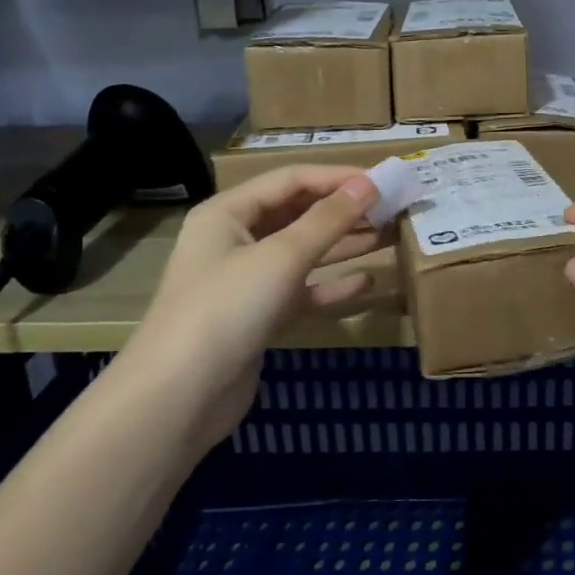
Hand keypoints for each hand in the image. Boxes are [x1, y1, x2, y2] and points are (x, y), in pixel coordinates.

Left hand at [113, 165, 384, 447]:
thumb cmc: (227, 309)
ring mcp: (247, 280)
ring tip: (390, 235)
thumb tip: (369, 184)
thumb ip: (328, 219)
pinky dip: (331, 284)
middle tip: (393, 208)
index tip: (385, 181)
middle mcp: (235, 239)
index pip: (291, 179)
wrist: (180, 397)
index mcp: (228, 212)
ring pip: (303, 251)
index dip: (338, 177)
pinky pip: (302, 290)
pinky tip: (367, 282)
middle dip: (344, 209)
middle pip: (298, 213)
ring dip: (344, 243)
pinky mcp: (259, 315)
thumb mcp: (281, 256)